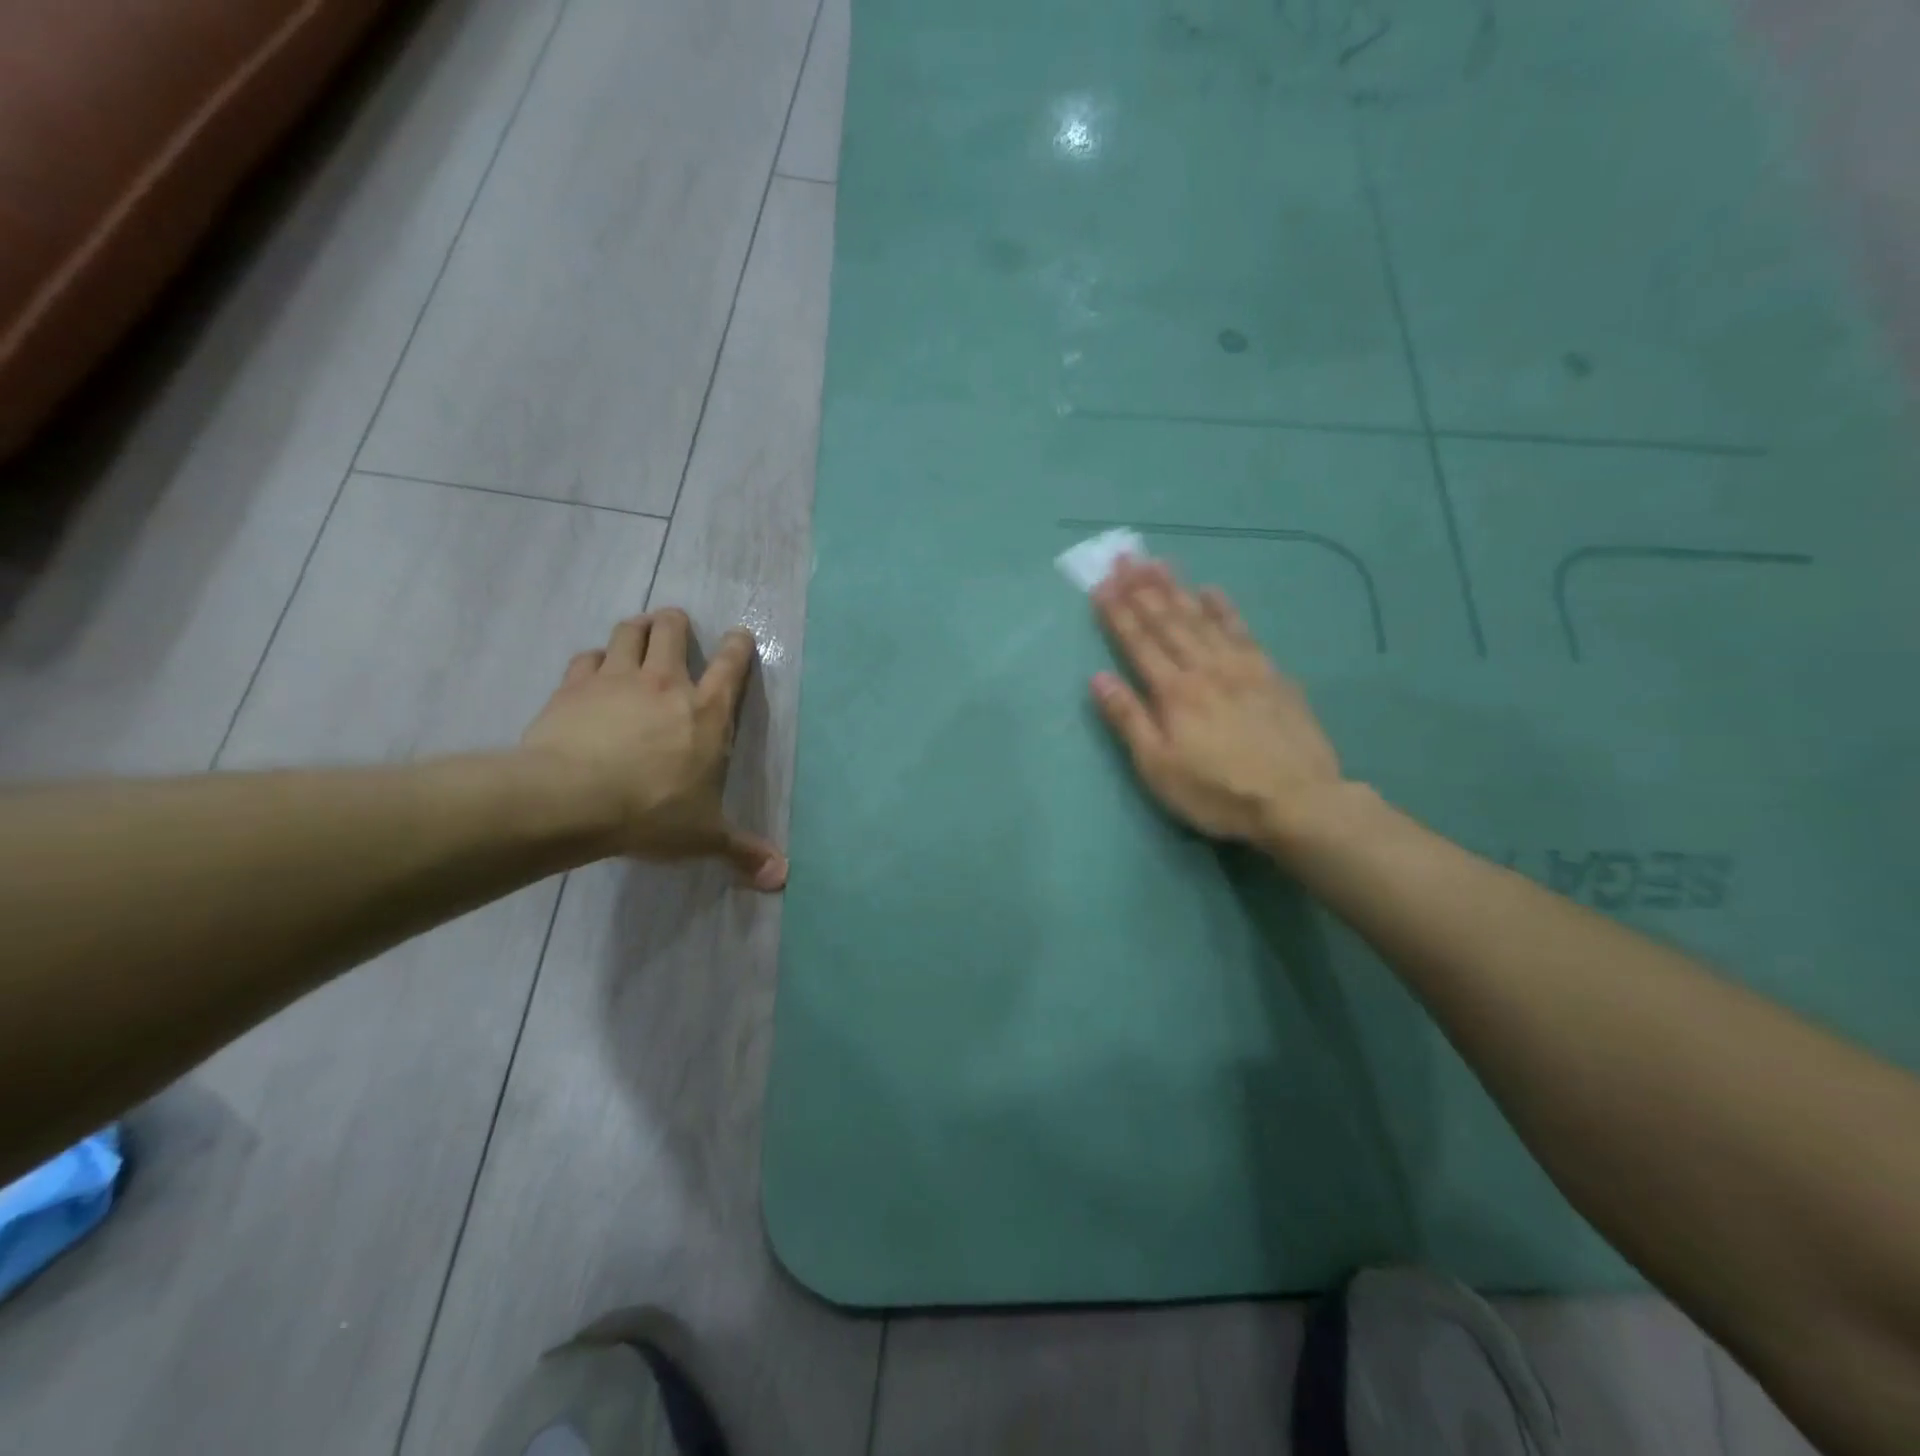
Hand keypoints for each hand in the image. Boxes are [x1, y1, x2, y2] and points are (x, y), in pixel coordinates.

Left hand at [521, 609, 786, 889]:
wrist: (573, 800)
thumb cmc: (652, 813)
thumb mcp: (705, 836)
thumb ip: (743, 851)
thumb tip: (782, 877)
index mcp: (708, 712)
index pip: (732, 666)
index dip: (738, 646)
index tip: (739, 635)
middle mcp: (666, 684)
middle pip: (672, 631)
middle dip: (675, 623)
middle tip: (674, 625)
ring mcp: (616, 680)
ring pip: (628, 633)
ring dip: (635, 629)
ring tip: (636, 633)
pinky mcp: (574, 687)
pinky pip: (585, 658)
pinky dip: (592, 660)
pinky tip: (591, 670)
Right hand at [1090, 557, 1346, 849]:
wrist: (1297, 801)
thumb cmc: (1217, 792)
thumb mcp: (1159, 767)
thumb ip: (1129, 720)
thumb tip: (1098, 678)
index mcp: (1174, 692)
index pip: (1138, 643)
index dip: (1118, 613)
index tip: (1101, 584)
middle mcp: (1205, 667)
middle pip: (1168, 621)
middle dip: (1142, 588)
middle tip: (1125, 557)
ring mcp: (1242, 666)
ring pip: (1202, 617)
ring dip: (1177, 588)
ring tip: (1158, 562)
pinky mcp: (1271, 673)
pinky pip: (1242, 630)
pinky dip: (1224, 608)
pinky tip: (1213, 590)